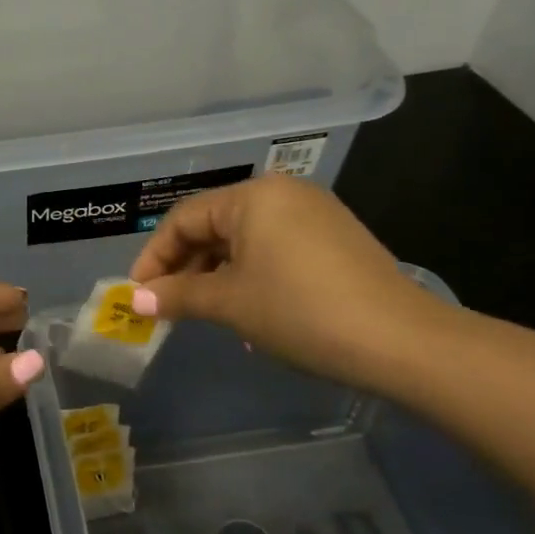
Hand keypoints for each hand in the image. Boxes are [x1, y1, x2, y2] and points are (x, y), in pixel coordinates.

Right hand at [128, 174, 449, 387]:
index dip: (154, 257)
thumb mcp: (230, 304)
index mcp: (253, 196)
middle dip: (186, 267)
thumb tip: (135, 300)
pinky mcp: (335, 237)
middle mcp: (283, 193)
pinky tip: (248, 309)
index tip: (138, 294)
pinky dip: (251, 274)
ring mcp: (314, 213)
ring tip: (205, 313)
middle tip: (167, 305)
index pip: (184, 219)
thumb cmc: (299, 312)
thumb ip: (178, 296)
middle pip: (214, 225)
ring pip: (245, 239)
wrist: (399, 341)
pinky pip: (275, 247)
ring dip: (217, 274)